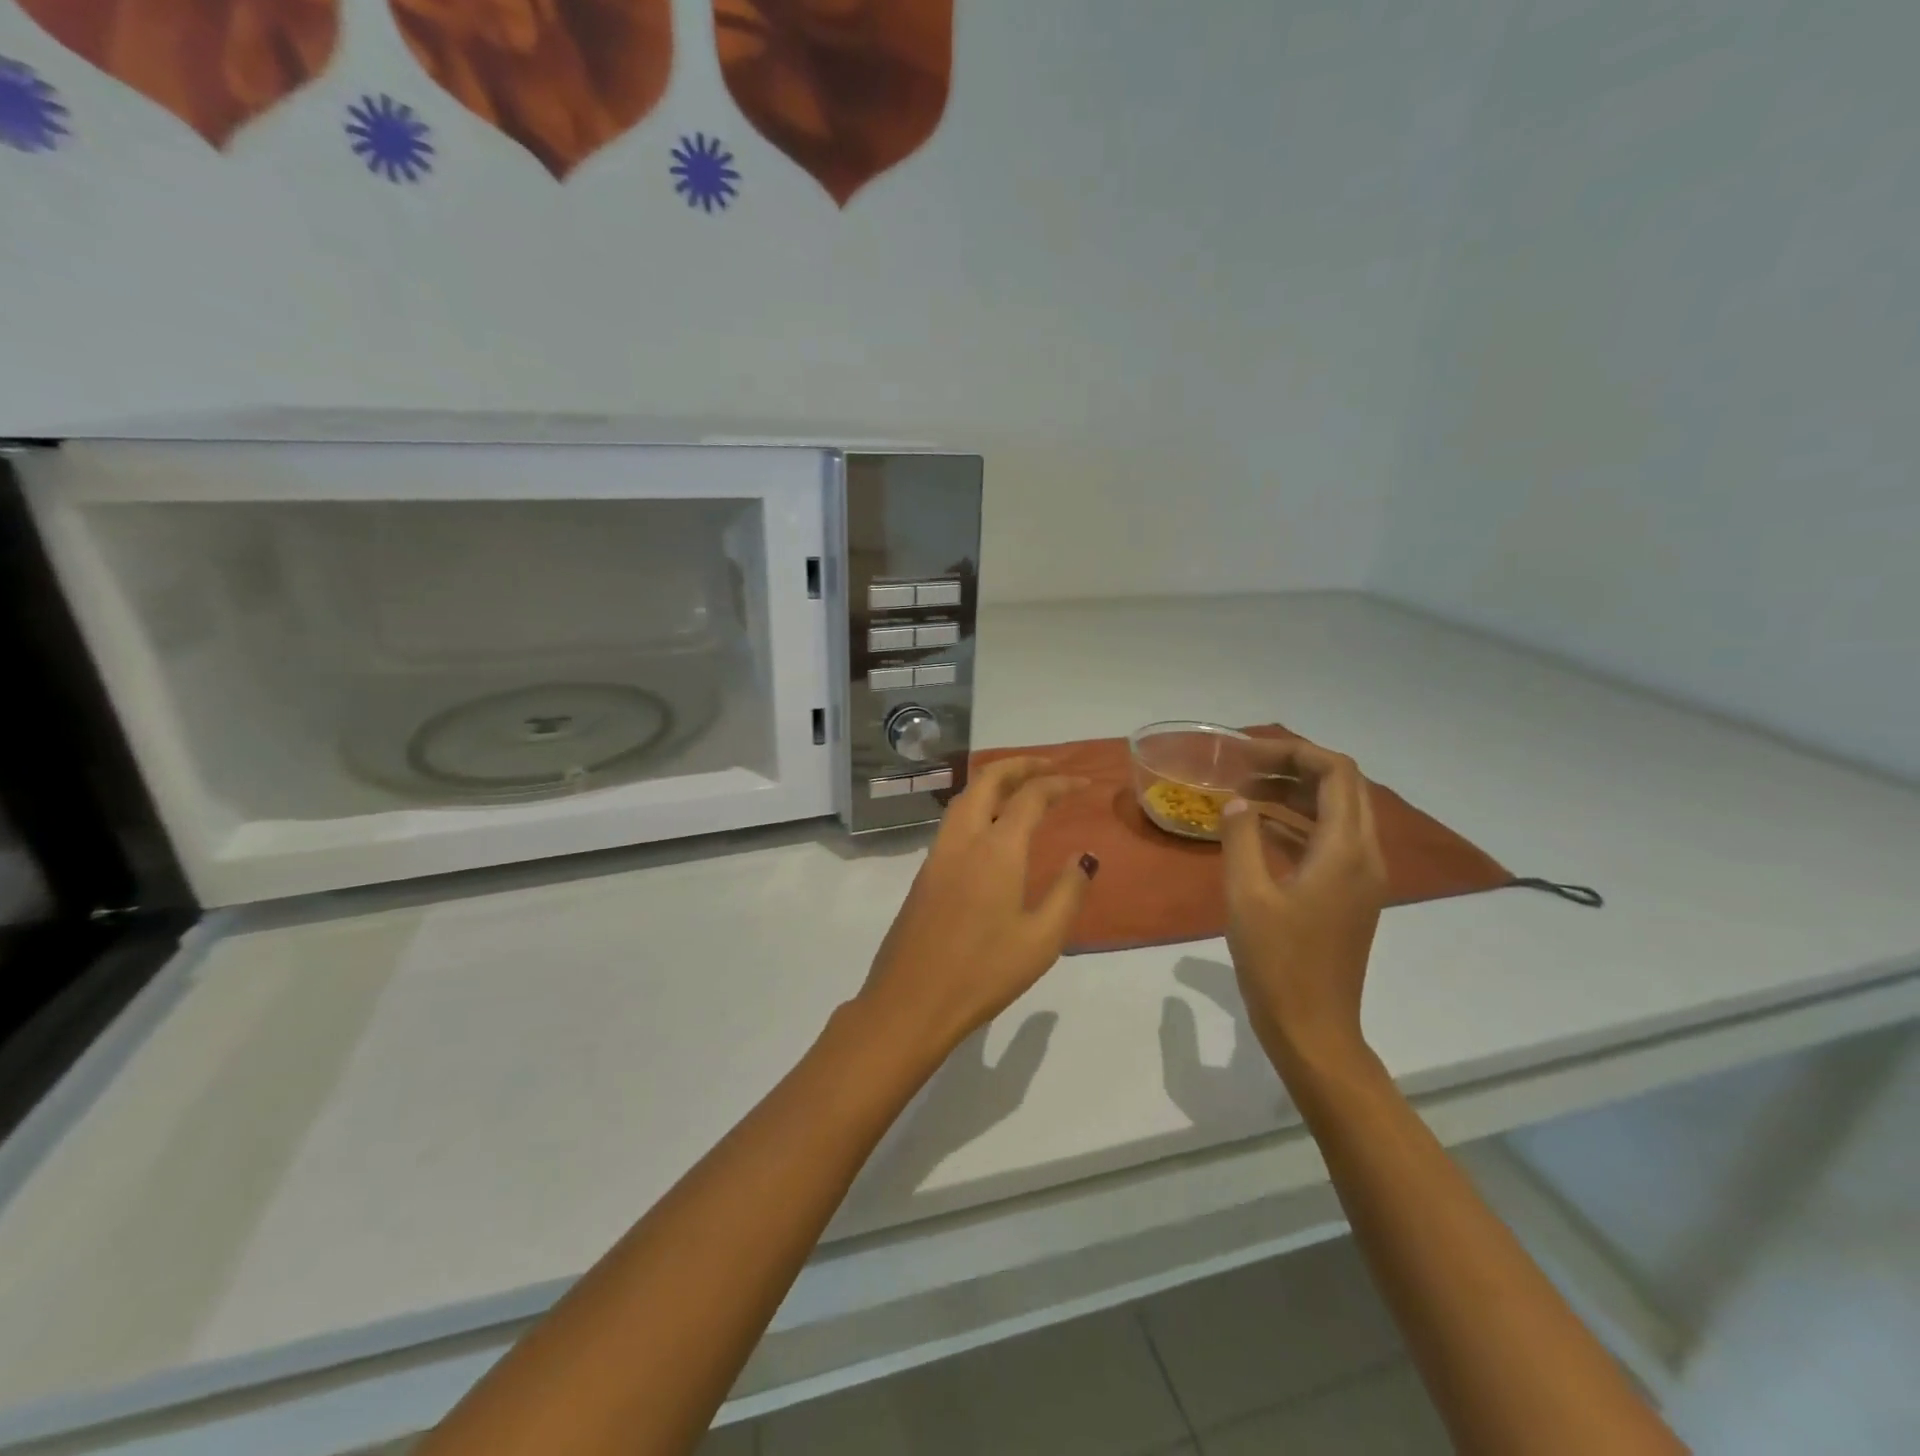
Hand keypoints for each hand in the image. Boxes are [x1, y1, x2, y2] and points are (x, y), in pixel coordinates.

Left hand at [856, 757, 1097, 1061]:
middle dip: (1020, 765)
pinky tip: (991, 826)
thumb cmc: (984, 973)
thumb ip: (1068, 892)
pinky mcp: (925, 872)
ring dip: (994, 781)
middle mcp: (963, 840)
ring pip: (965, 797)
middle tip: (1050, 767)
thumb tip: (1086, 857)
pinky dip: (977, 804)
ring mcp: (938, 854)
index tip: (1084, 782)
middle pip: (987, 780)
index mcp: (996, 850)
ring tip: (1022, 787)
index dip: (1059, 783)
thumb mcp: (1041, 940)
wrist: (910, 1002)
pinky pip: (954, 820)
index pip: (1030, 796)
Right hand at [1220, 740, 1386, 1074]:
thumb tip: (1236, 802)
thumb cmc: (1278, 962)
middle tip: (1244, 768)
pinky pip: (1328, 841)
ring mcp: (1360, 877)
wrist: (1313, 1028)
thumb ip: (1241, 839)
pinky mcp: (1349, 895)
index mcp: (1345, 851)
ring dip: (1294, 794)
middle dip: (1294, 767)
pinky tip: (1256, 827)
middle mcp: (1364, 856)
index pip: (1337, 773)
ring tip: (1243, 792)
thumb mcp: (1246, 895)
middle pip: (1342, 787)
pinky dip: (1296, 823)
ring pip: (1336, 813)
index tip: (1249, 755)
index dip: (1296, 752)